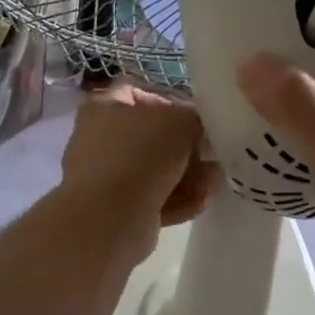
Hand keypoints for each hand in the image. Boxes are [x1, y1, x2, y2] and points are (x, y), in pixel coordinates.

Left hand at [59, 83, 219, 237]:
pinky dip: (177, 199)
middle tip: (213, 154)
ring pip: (158, 169)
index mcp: (106, 106)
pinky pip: (155, 197)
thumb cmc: (140, 156)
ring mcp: (108, 175)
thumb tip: (202, 128)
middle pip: (156, 135)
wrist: (108, 220)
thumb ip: (196, 117)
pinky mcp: (118, 209)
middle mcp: (101, 138)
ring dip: (189, 176)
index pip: (143, 93)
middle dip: (189, 148)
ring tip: (210, 182)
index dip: (175, 102)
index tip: (200, 117)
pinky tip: (199, 203)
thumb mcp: (180, 122)